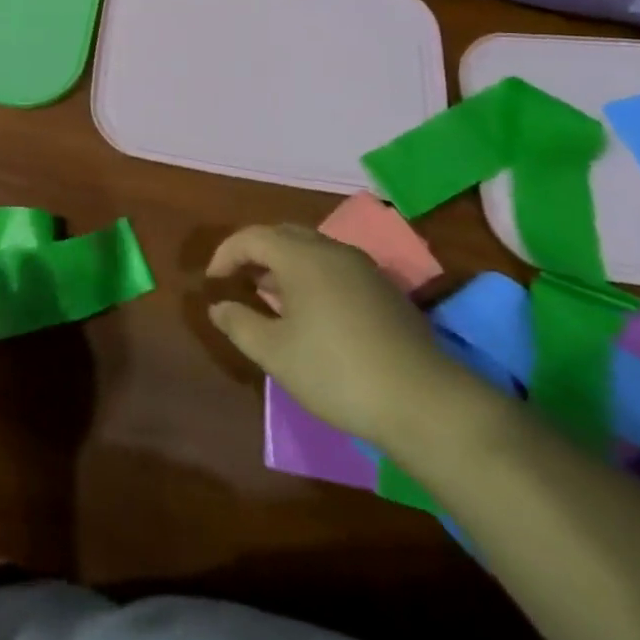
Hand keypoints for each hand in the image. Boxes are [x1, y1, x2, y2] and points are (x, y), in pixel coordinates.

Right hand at [207, 223, 474, 447]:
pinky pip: (335, 268)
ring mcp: (364, 268)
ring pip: (312, 250)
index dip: (226, 254)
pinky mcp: (386, 291)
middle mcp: (332, 250)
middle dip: (256, 253)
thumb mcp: (275, 353)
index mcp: (301, 256)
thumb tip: (218, 306)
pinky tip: (312, 313)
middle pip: (283, 235)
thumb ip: (239, 323)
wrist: (426, 403)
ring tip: (272, 297)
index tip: (213, 281)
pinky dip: (312, 277)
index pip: (252, 237)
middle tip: (239, 281)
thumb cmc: (337, 372)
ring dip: (285, 265)